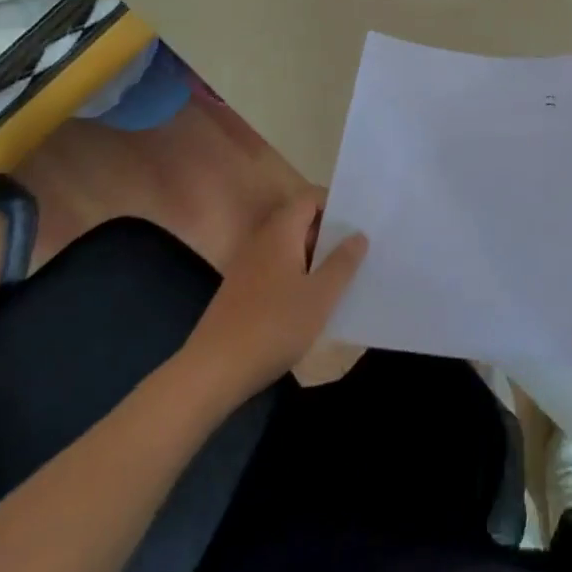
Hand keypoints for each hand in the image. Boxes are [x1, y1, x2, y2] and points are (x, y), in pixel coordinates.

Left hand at [184, 193, 366, 399]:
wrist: (212, 373)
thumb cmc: (273, 326)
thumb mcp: (320, 296)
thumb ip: (342, 262)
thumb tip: (358, 235)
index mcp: (280, 232)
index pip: (310, 199)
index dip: (335, 205)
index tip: (359, 223)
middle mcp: (262, 242)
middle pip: (300, 223)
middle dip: (329, 235)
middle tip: (359, 251)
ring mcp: (248, 268)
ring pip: (289, 250)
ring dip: (314, 259)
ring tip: (343, 277)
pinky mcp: (241, 293)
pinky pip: (277, 272)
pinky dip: (297, 278)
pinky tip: (312, 304)